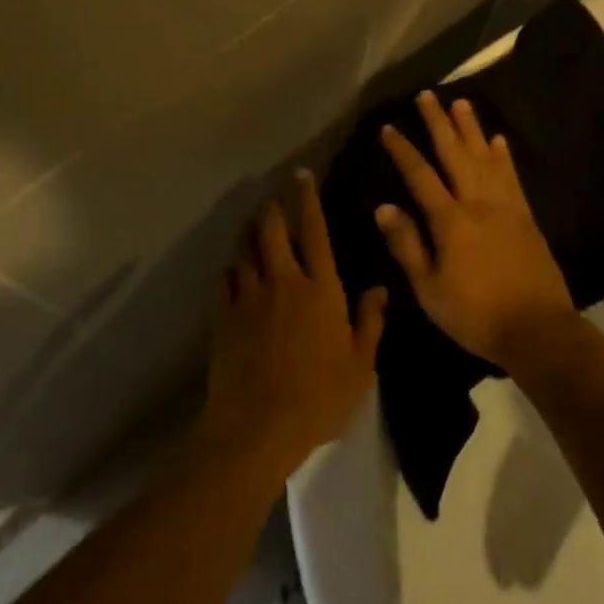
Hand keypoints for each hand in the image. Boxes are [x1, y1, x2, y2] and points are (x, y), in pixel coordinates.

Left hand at [199, 171, 385, 483]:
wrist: (258, 427)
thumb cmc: (319, 397)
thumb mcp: (360, 365)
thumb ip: (370, 322)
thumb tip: (380, 288)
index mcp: (320, 288)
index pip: (313, 231)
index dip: (307, 199)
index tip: (302, 176)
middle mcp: (283, 281)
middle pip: (271, 229)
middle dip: (272, 205)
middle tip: (274, 195)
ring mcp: (248, 297)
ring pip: (244, 249)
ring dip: (249, 230)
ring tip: (253, 221)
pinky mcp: (223, 316)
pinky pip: (225, 279)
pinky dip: (231, 268)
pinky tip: (233, 269)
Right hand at [374, 91, 577, 371]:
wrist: (537, 328)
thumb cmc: (475, 314)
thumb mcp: (429, 288)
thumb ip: (407, 245)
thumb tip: (384, 207)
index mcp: (450, 221)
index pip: (420, 176)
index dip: (403, 150)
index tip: (388, 127)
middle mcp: (478, 203)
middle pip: (455, 154)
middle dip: (439, 123)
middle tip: (427, 95)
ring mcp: (506, 207)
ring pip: (485, 158)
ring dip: (472, 129)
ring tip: (461, 102)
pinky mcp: (526, 216)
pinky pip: (512, 177)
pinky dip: (504, 156)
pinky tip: (498, 140)